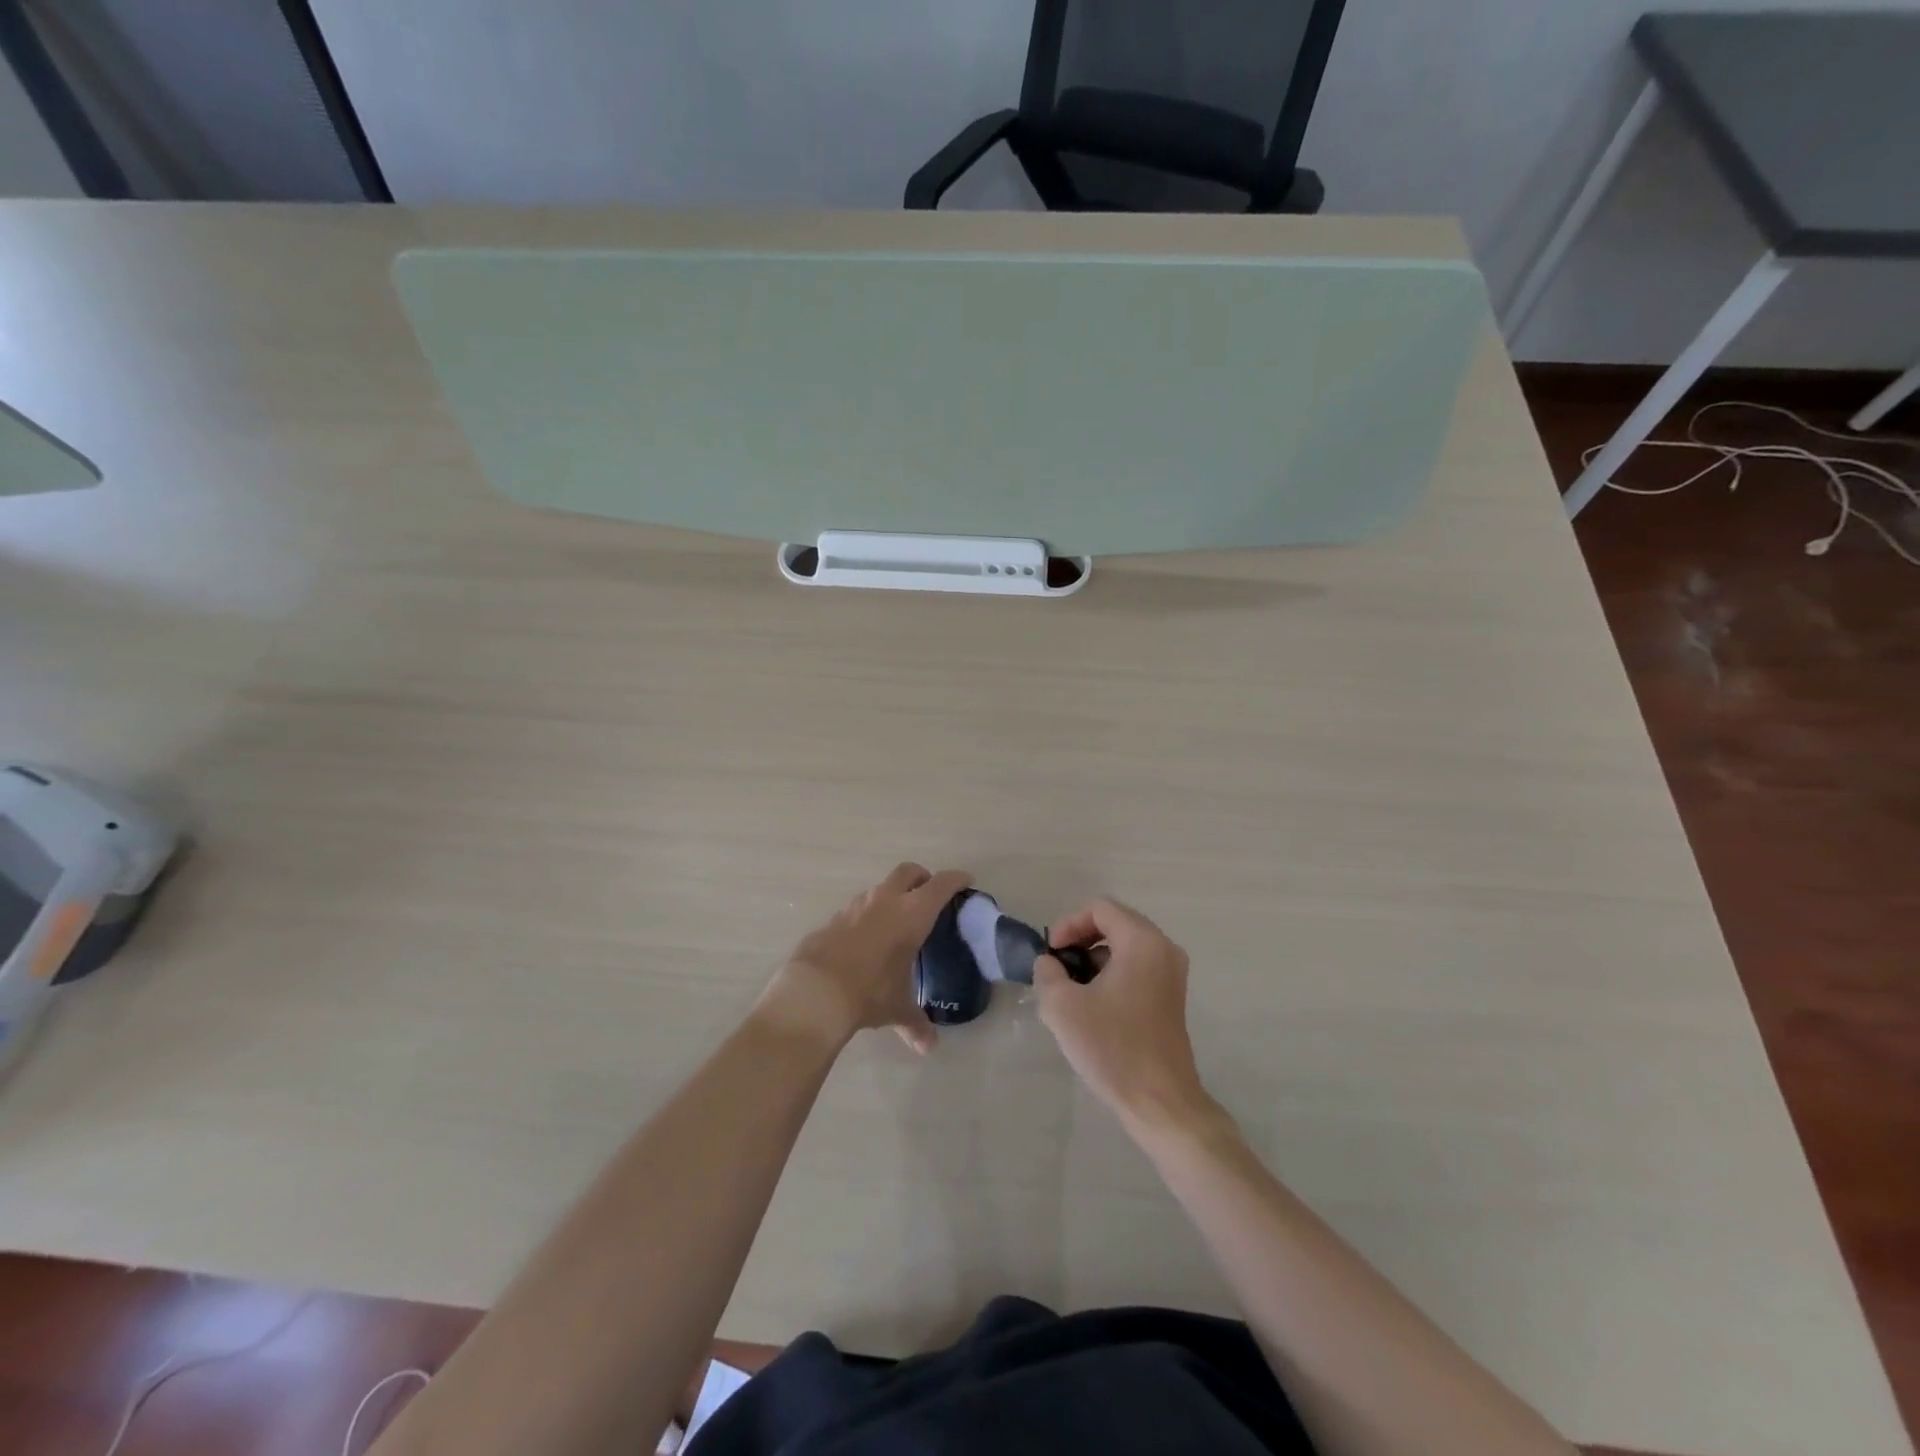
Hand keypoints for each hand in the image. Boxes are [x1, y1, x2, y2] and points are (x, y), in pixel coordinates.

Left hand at [764, 863, 971, 1053]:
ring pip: (880, 888)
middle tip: (929, 896)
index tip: (965, 880)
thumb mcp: (897, 1008)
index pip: (941, 885)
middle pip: (909, 871)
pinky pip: (858, 908)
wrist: (815, 991)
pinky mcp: (834, 918)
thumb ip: (915, 1023)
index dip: (956, 879)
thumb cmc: (870, 991)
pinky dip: (868, 916)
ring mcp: (856, 905)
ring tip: (896, 922)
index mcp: (912, 914)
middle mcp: (886, 900)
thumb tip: (927, 1047)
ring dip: (892, 896)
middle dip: (922, 878)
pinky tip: (867, 940)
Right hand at [1034, 898, 1213, 1132]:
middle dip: (1079, 941)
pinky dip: (1111, 974)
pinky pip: (1136, 968)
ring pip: (1124, 947)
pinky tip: (1092, 1006)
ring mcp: (1172, 974)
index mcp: (1142, 941)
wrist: (1159, 1102)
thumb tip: (1050, 963)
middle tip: (1057, 968)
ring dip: (1093, 959)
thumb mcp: (1062, 1006)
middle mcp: (1163, 948)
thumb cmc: (1112, 1047)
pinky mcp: (1171, 997)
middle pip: (1114, 923)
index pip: (1099, 908)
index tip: (1051, 954)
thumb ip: (1047, 972)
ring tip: (1070, 989)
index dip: (1068, 924)